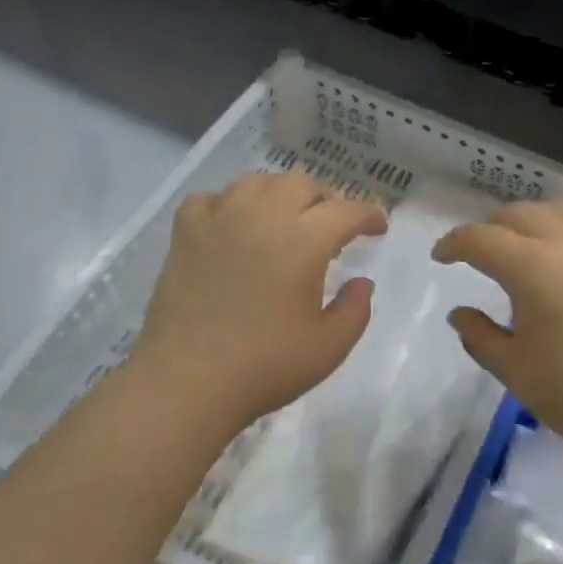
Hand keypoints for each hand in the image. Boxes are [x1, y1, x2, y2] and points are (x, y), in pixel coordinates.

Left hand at [131, 171, 387, 433]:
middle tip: (330, 230)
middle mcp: (262, 216)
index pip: (346, 210)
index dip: (368, 215)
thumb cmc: (265, 366)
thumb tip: (362, 283)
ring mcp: (219, 219)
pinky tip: (233, 226)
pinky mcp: (185, 233)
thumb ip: (355, 310)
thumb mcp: (329, 347)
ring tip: (284, 222)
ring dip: (280, 195)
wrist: (187, 381)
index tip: (377, 228)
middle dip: (325, 201)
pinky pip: (211, 198)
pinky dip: (229, 204)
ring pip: (257, 182)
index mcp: (303, 241)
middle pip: (302, 184)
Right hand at [433, 200, 562, 466]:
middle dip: (492, 227)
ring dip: (535, 219)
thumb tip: (460, 314)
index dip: (454, 243)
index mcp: (533, 267)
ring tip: (527, 244)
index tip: (441, 256)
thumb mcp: (514, 369)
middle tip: (480, 252)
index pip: (481, 239)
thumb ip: (479, 335)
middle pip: (521, 214)